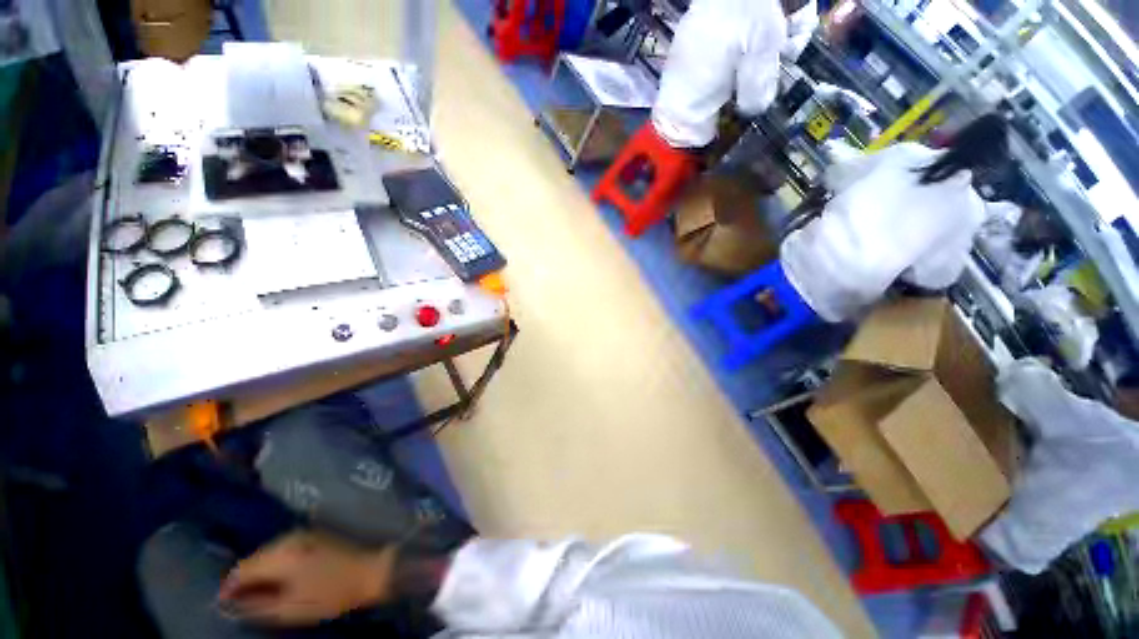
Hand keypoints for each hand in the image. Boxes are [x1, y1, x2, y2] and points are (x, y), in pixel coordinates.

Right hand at [218, 530, 396, 626]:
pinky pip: (282, 549)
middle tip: (238, 602)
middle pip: (253, 558)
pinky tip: (276, 579)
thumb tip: (229, 606)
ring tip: (255, 593)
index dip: (228, 588)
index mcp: (280, 555)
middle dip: (242, 579)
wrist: (370, 571)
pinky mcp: (314, 535)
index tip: (221, 605)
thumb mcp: (290, 609)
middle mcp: (288, 538)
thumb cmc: (331, 594)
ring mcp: (303, 534)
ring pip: (267, 553)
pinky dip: (273, 564)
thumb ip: (256, 607)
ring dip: (258, 571)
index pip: (241, 569)